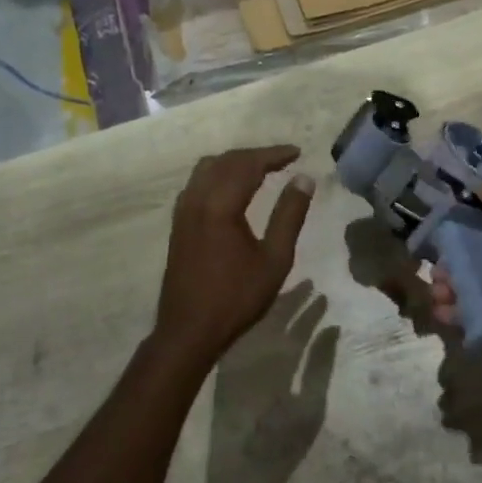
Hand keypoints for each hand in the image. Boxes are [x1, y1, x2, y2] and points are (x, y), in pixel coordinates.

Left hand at [153, 146, 314, 362]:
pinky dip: (218, 174)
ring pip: (207, 168)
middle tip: (283, 159)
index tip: (297, 152)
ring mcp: (183, 211)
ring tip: (260, 169)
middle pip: (226, 161)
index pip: (248, 164)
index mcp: (220, 205)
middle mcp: (197, 199)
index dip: (274, 154)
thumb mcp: (275, 259)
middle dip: (255, 155)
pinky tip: (231, 188)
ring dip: (234, 162)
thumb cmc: (236, 298)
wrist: (189, 330)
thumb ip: (289, 215)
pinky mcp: (178, 223)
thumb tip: (304, 179)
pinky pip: (196, 183)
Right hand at [428, 182, 481, 370]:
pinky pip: (463, 317)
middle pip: (465, 263)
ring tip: (439, 292)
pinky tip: (442, 309)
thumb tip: (478, 187)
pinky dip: (449, 313)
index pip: (478, 232)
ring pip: (460, 289)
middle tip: (437, 269)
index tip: (438, 229)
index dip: (457, 229)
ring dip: (443, 289)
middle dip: (446, 264)